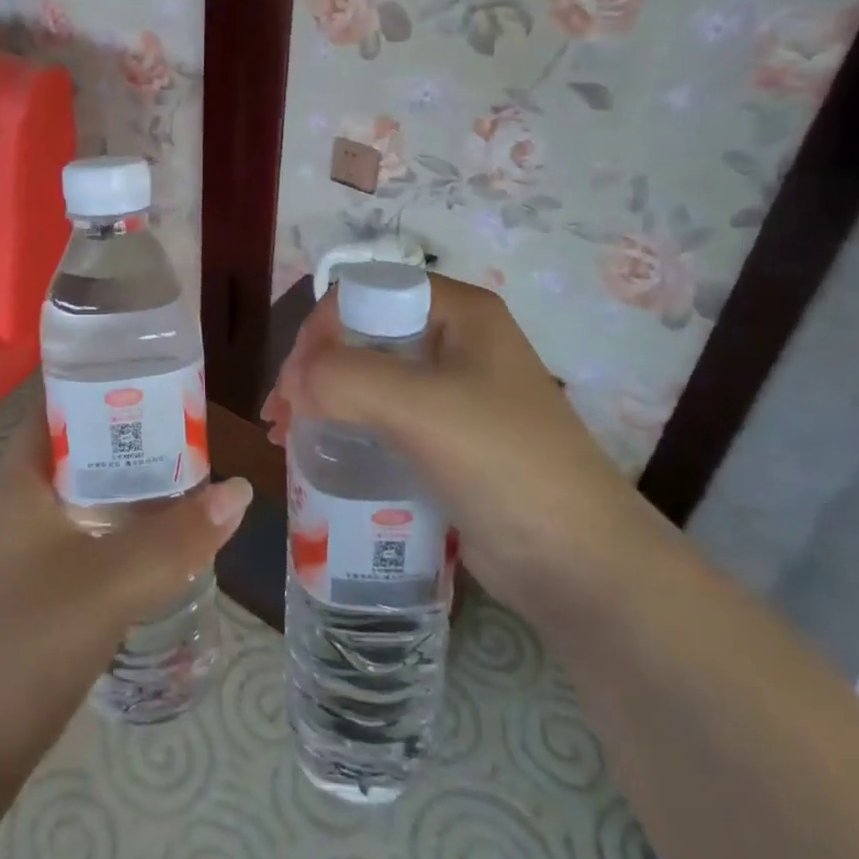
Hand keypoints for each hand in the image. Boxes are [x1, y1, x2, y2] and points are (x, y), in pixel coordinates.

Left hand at [0, 408, 251, 758]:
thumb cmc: (26, 641)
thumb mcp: (111, 581)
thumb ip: (178, 536)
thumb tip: (240, 490)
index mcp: (18, 482)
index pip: (57, 407)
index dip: (103, 386)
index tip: (158, 381)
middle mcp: (13, 507)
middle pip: (77, 454)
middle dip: (129, 443)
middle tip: (190, 438)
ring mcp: (16, 554)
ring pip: (80, 503)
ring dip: (126, 495)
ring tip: (186, 488)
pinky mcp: (26, 596)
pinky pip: (79, 545)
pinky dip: (115, 538)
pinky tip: (154, 552)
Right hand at [261, 275, 653, 615]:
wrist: (579, 564)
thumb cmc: (504, 465)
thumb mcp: (421, 407)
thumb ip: (346, 377)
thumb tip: (293, 380)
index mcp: (461, 314)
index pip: (370, 293)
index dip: (323, 327)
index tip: (295, 379)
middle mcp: (456, 343)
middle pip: (364, 335)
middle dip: (314, 368)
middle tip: (279, 413)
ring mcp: (453, 393)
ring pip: (369, 378)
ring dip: (321, 399)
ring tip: (284, 436)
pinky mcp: (446, 440)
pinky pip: (382, 418)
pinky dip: (344, 429)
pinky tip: (316, 453)